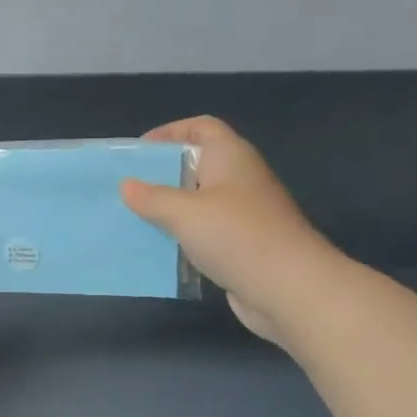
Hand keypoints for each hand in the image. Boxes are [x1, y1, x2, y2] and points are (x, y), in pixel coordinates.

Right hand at [119, 117, 343, 341]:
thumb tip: (126, 186)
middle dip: (163, 173)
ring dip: (170, 208)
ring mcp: (244, 214)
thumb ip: (151, 197)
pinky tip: (159, 248)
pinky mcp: (242, 245)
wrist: (289, 288)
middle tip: (129, 186)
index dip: (170, 132)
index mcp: (230, 157)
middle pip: (197, 164)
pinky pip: (205, 232)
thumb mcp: (184, 212)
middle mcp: (239, 179)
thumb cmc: (236, 236)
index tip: (139, 150)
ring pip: (199, 201)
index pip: (201, 128)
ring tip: (135, 217)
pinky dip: (183, 236)